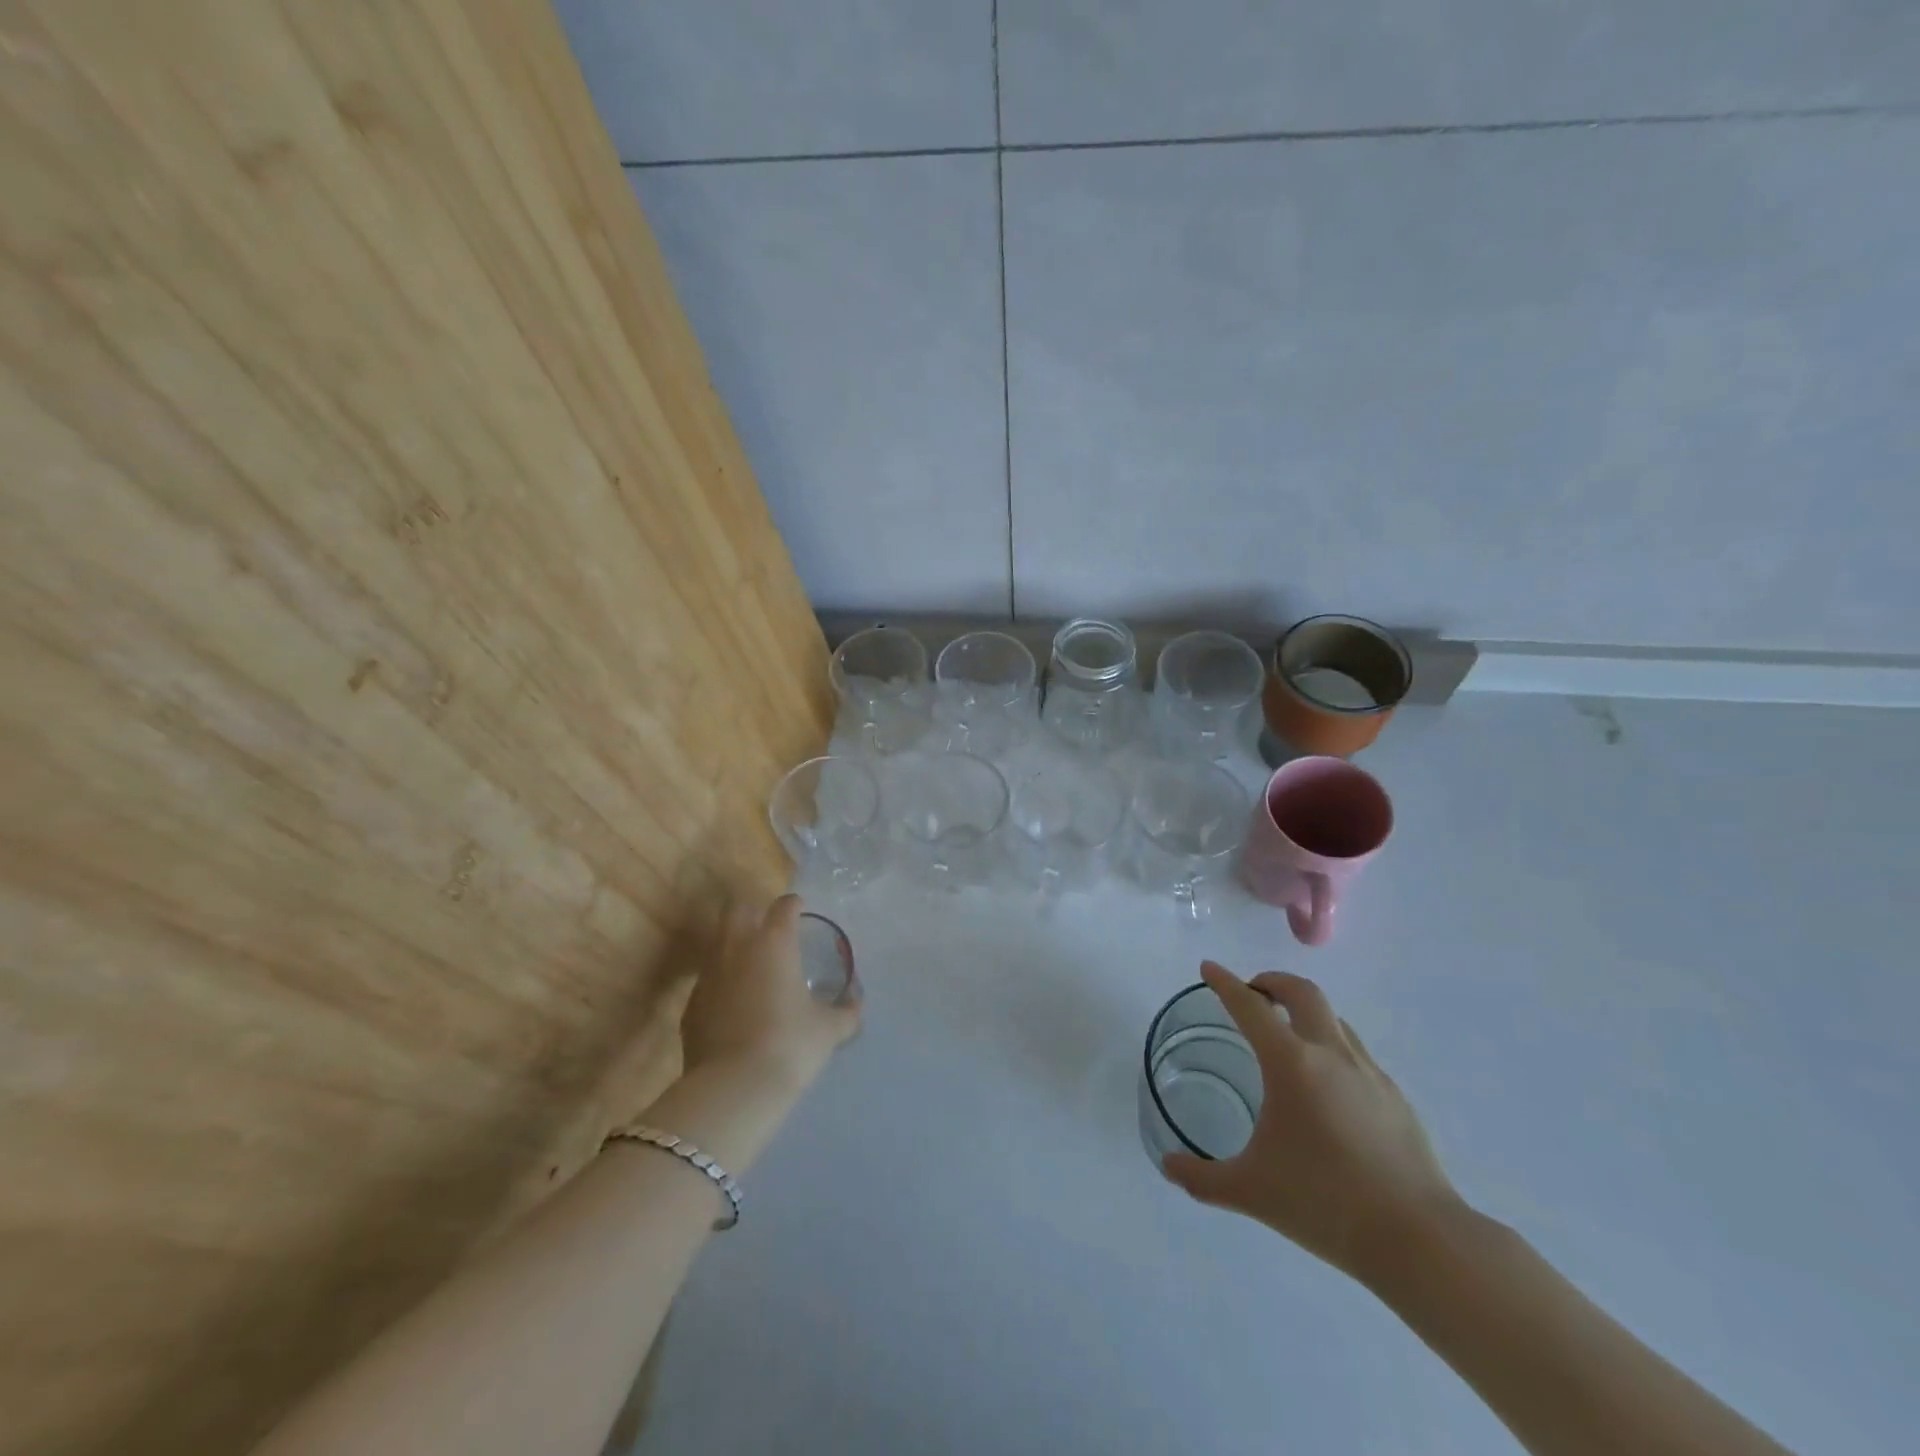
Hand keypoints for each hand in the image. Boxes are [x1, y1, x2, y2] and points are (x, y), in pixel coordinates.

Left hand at [679, 895, 860, 1091]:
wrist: (734, 1087)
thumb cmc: (791, 1044)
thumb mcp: (829, 1029)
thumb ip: (846, 1012)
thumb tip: (857, 1004)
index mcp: (774, 943)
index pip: (783, 906)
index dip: (793, 905)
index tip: (799, 909)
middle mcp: (737, 948)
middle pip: (737, 909)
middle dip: (752, 911)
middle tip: (769, 928)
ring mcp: (708, 975)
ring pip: (717, 942)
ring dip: (734, 945)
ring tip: (753, 966)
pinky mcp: (691, 1005)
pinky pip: (707, 981)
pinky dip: (721, 983)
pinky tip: (734, 1005)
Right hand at [1163, 962, 1462, 1281]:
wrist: (1419, 1240)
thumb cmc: (1324, 1203)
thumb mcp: (1251, 1191)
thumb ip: (1202, 1177)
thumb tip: (1168, 1167)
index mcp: (1291, 1063)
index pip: (1250, 1006)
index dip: (1225, 983)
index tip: (1209, 968)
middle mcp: (1330, 1054)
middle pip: (1302, 991)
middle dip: (1273, 982)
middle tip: (1252, 993)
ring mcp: (1369, 1072)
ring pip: (1333, 1019)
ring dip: (1305, 1013)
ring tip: (1287, 1037)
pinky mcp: (1395, 1097)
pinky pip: (1356, 1053)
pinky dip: (1331, 1047)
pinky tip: (1326, 1087)